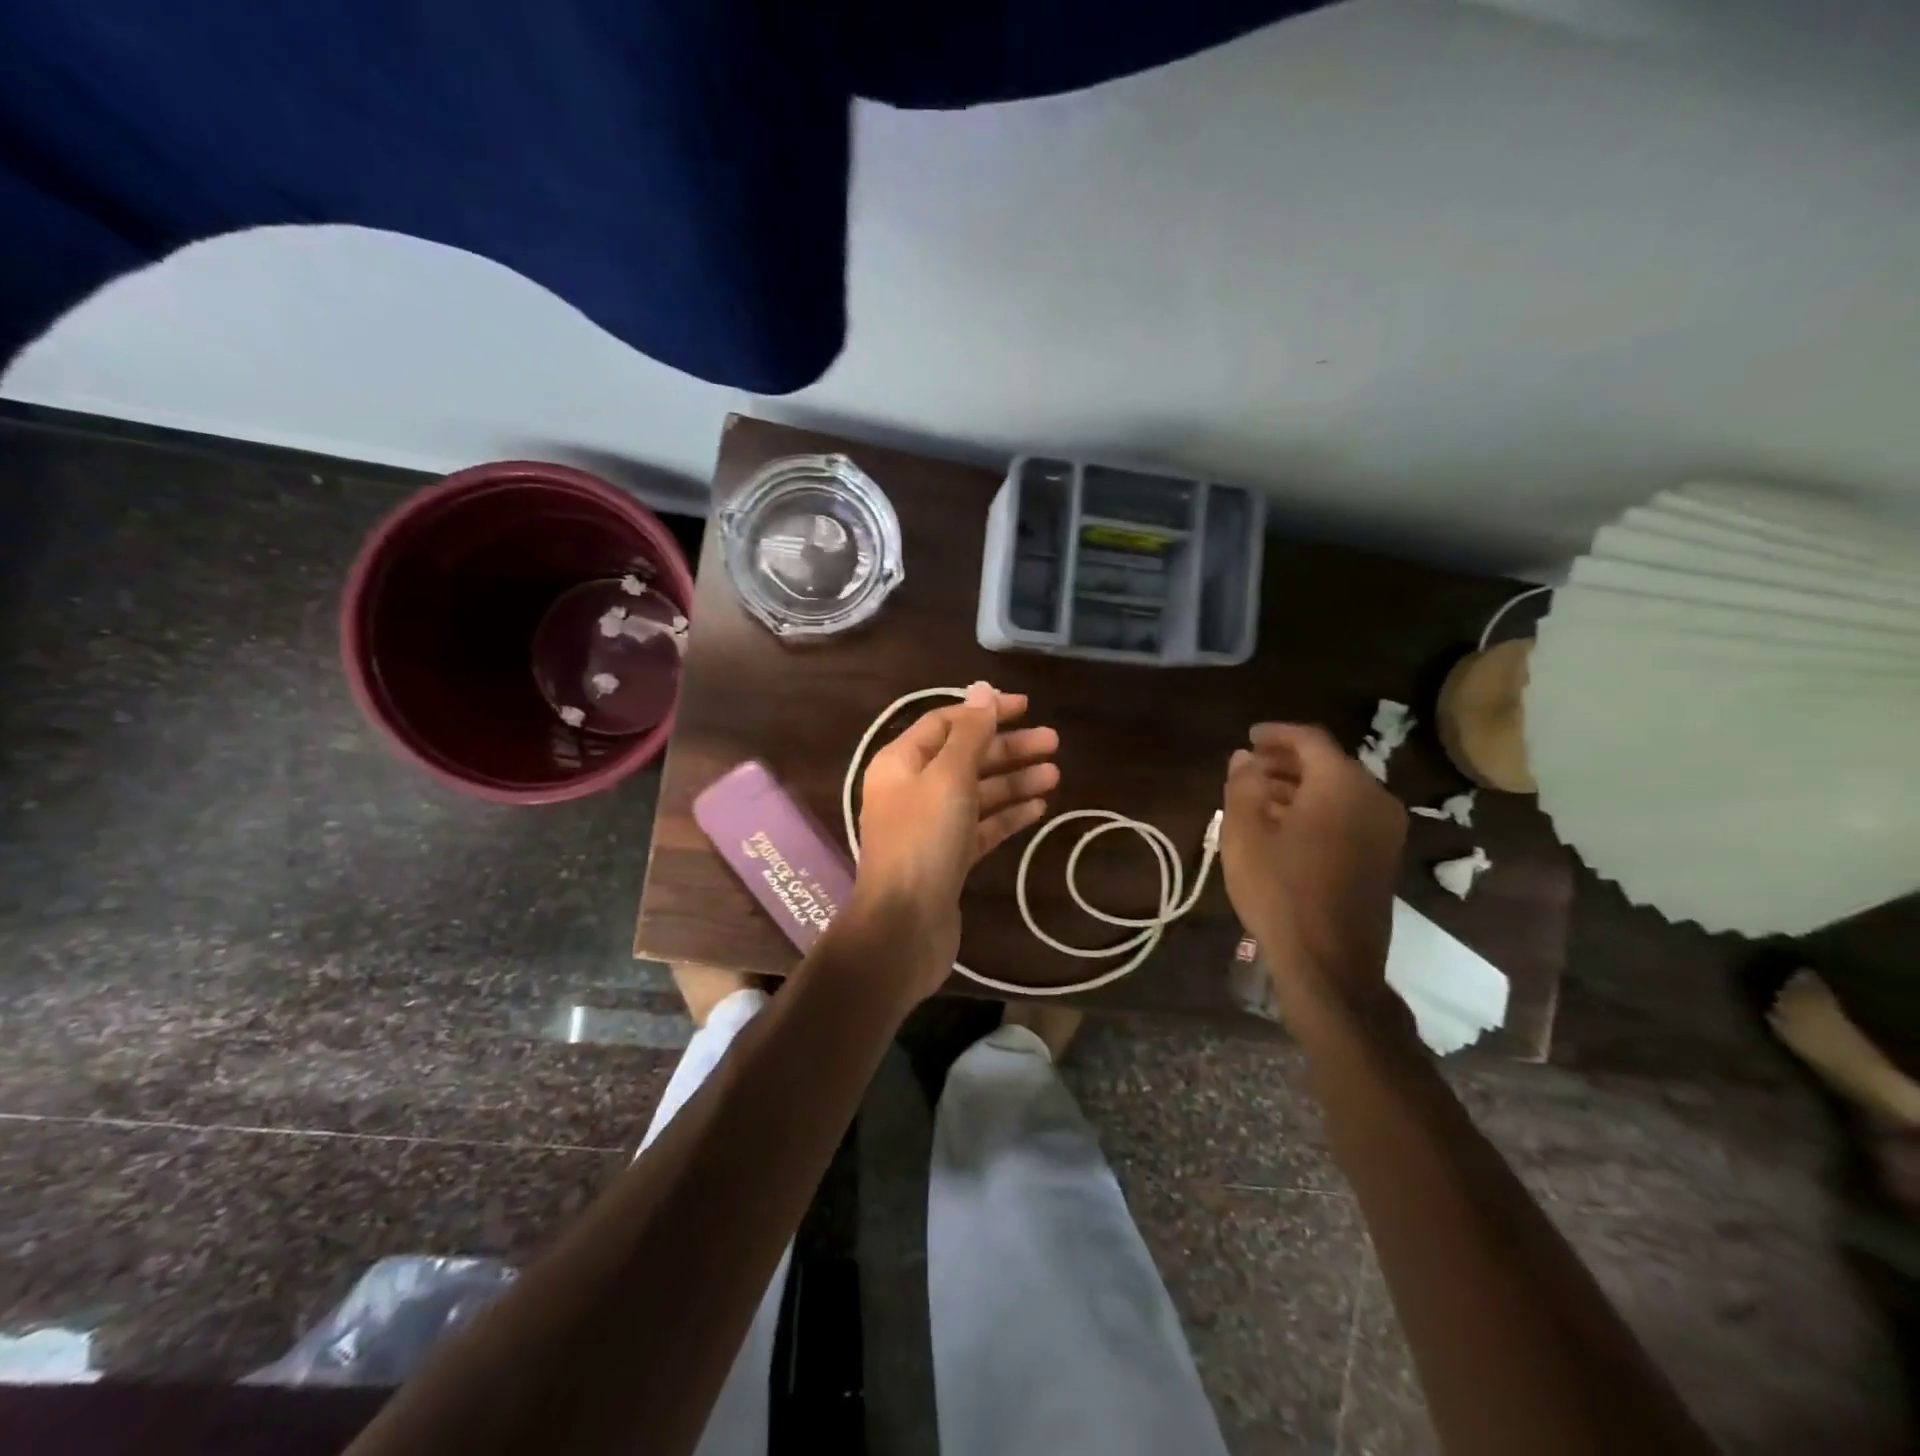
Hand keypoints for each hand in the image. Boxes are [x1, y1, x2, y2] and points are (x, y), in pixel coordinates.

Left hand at [850, 681, 1058, 995]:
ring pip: (977, 792)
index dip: (985, 711)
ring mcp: (930, 826)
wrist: (904, 927)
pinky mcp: (948, 858)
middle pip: (965, 757)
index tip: (1027, 707)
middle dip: (1008, 748)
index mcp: (901, 762)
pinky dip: (1007, 814)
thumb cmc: (923, 841)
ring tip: (1055, 774)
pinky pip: (981, 826)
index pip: (945, 722)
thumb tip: (982, 690)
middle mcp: (912, 789)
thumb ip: (969, 733)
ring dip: (1014, 780)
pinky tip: (1038, 807)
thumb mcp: (948, 777)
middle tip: (1054, 742)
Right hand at [1220, 723, 1405, 1001]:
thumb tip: (1246, 758)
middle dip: (1285, 762)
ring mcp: (1385, 830)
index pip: (1310, 740)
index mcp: (1343, 784)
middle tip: (1248, 768)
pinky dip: (1316, 809)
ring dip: (1298, 787)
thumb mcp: (1245, 833)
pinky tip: (1284, 826)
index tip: (1248, 737)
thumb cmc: (1280, 890)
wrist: (1329, 961)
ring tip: (1258, 797)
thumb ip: (1243, 785)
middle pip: (1328, 763)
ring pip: (1338, 790)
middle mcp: (1374, 798)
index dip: (1276, 734)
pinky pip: (1348, 815)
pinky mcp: (1384, 857)